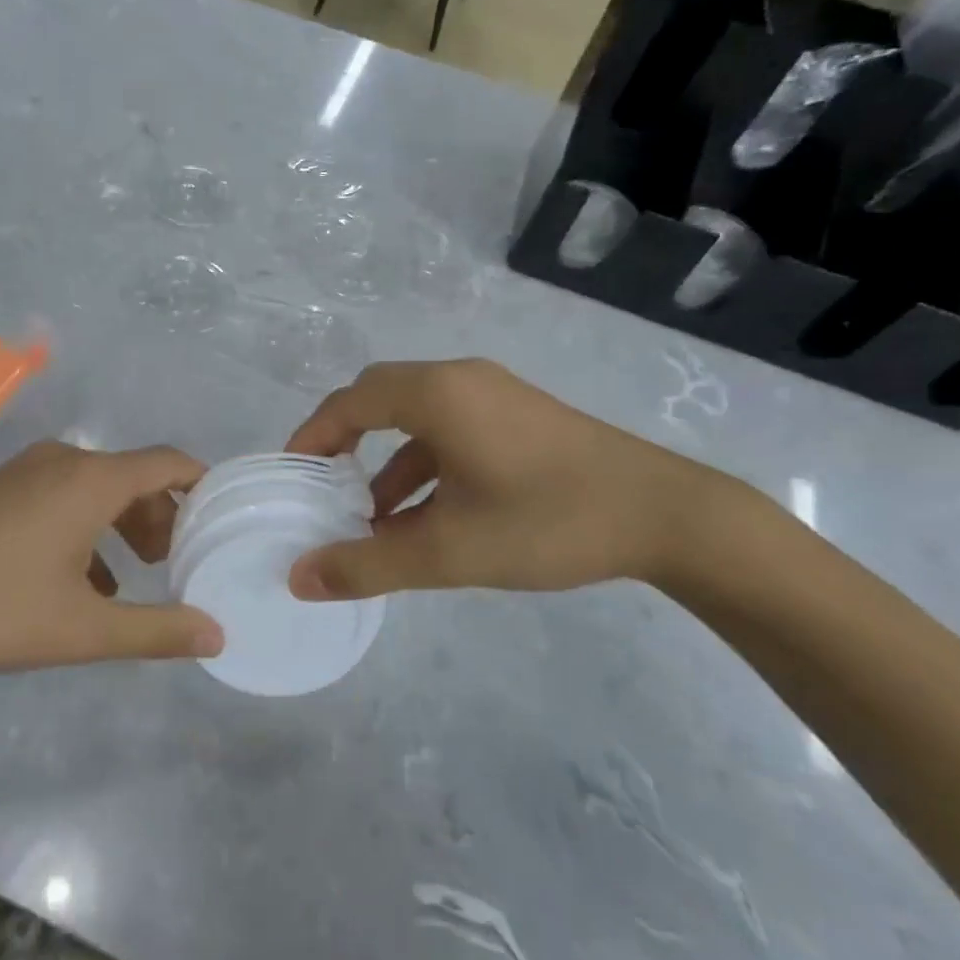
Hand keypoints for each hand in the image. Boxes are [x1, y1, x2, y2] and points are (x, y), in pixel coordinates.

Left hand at [0, 442, 225, 682]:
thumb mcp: (82, 630)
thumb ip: (155, 630)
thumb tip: (216, 634)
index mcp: (91, 480)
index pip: (167, 462)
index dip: (200, 482)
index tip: (221, 514)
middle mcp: (62, 462)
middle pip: (132, 476)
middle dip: (161, 515)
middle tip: (176, 562)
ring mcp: (24, 472)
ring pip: (94, 488)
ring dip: (122, 524)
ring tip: (134, 576)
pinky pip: (60, 497)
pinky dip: (85, 528)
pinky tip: (81, 581)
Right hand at [285, 359, 745, 601]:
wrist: (669, 517)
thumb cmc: (547, 521)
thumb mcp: (449, 552)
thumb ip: (367, 566)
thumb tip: (299, 578)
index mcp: (436, 395)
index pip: (350, 401)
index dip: (312, 436)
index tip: (290, 476)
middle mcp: (459, 381)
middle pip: (379, 399)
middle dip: (344, 443)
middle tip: (321, 489)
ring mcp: (493, 395)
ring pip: (416, 418)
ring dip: (386, 462)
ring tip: (370, 519)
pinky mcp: (519, 417)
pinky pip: (450, 430)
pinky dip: (424, 466)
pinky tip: (425, 517)